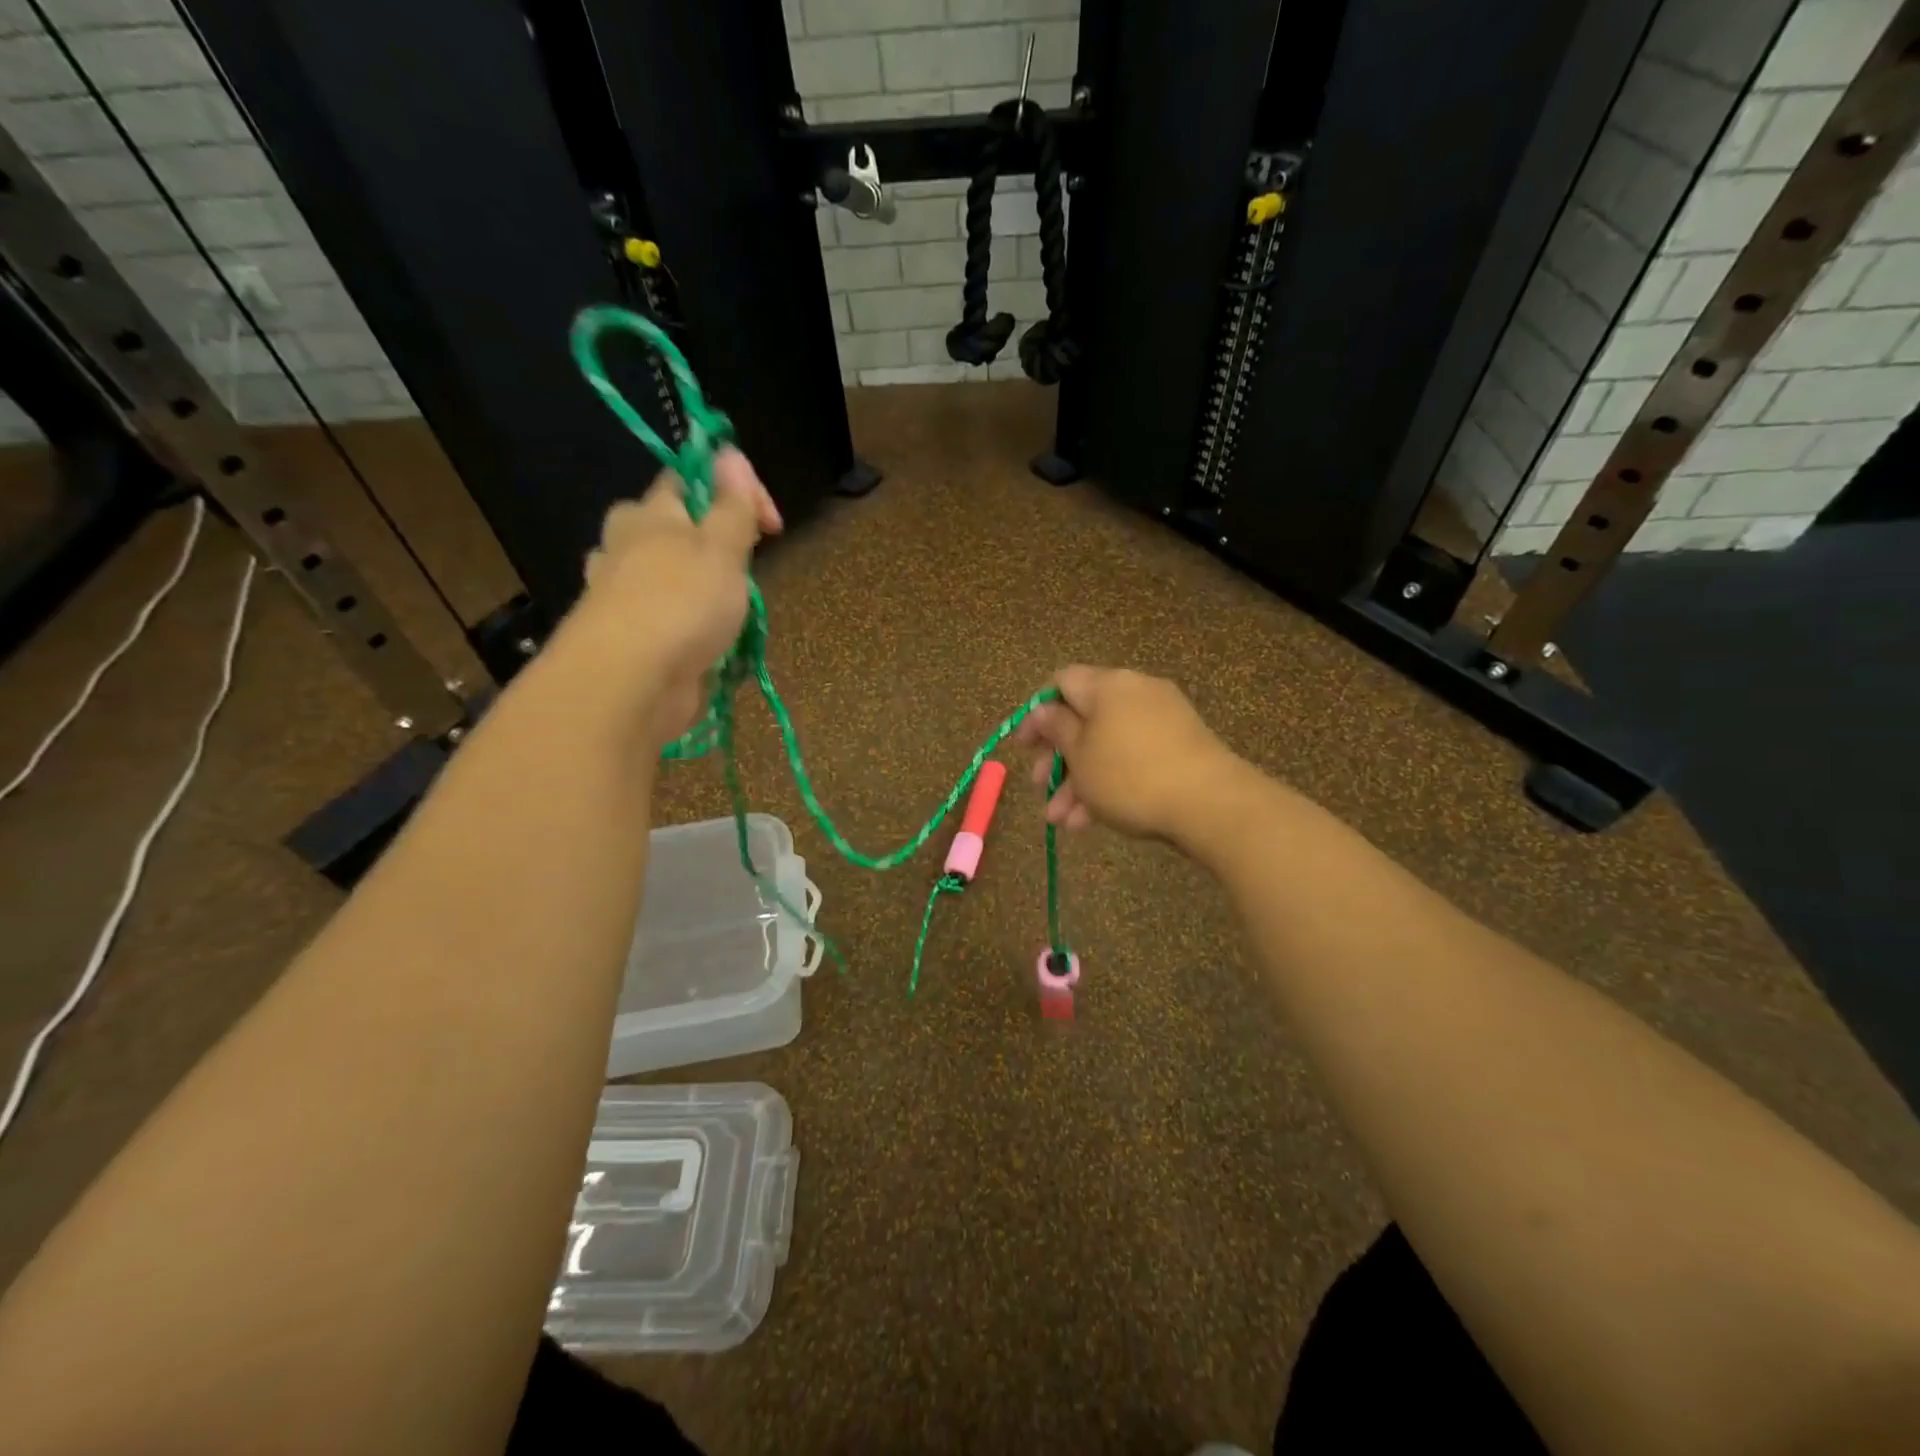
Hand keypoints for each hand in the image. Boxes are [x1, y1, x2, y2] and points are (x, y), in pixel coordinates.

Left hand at [577, 448, 781, 745]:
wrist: (632, 683)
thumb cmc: (682, 603)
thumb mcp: (722, 547)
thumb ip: (731, 504)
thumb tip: (730, 452)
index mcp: (649, 513)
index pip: (689, 478)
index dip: (734, 490)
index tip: (773, 525)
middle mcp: (626, 545)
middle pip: (673, 527)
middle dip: (712, 543)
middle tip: (744, 571)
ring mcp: (621, 593)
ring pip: (664, 575)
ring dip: (695, 586)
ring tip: (725, 610)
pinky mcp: (626, 637)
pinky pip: (662, 617)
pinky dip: (683, 624)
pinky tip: (702, 642)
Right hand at [1014, 665, 1246, 844]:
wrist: (1211, 803)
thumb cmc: (1130, 776)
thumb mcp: (1081, 756)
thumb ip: (1056, 729)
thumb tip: (1044, 710)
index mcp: (1108, 685)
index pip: (1062, 682)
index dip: (1037, 713)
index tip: (1024, 746)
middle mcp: (1135, 692)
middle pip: (1084, 718)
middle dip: (1057, 758)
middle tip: (1040, 787)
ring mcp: (1162, 719)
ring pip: (1107, 745)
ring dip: (1079, 781)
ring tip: (1062, 821)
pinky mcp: (1180, 746)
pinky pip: (1133, 758)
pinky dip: (1110, 782)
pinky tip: (1091, 821)